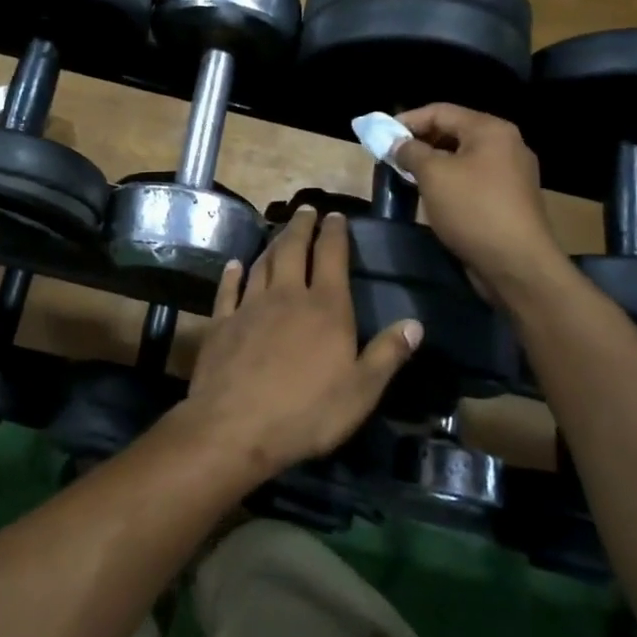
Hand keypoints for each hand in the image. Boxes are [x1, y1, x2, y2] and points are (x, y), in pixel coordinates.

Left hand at [173, 206, 421, 479]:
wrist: (236, 427)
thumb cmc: (307, 412)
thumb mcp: (361, 391)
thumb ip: (387, 354)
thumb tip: (415, 323)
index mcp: (325, 308)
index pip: (331, 257)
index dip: (335, 233)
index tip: (336, 215)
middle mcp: (286, 296)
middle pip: (292, 250)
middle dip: (301, 227)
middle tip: (306, 210)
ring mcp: (249, 307)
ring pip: (261, 264)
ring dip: (271, 245)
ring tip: (278, 233)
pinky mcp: (221, 323)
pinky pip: (227, 290)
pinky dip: (232, 274)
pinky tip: (235, 265)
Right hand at [391, 104, 565, 296]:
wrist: (517, 263)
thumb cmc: (473, 209)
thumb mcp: (433, 175)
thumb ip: (410, 152)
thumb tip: (396, 143)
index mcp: (490, 130)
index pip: (441, 111)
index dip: (407, 120)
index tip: (381, 135)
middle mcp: (506, 144)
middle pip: (453, 131)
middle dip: (419, 142)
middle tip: (391, 156)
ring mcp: (511, 172)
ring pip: (462, 157)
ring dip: (432, 163)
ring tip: (406, 176)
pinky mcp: (509, 198)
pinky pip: (472, 178)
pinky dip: (450, 180)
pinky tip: (432, 195)